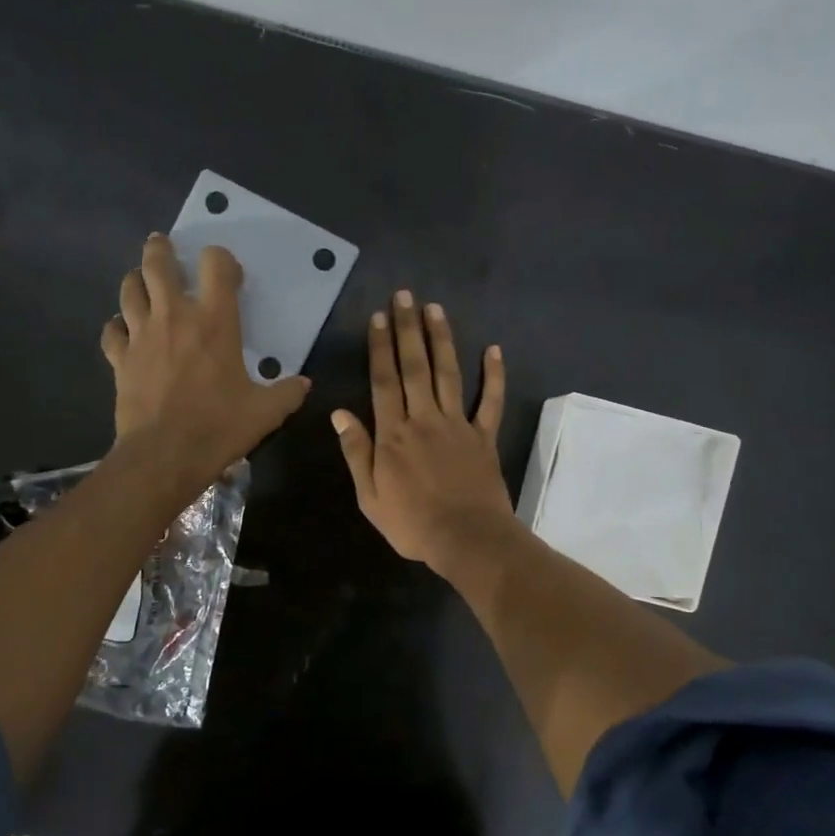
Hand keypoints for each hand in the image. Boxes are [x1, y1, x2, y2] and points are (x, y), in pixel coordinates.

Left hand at [101, 234, 309, 492]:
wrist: (164, 455)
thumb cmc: (219, 427)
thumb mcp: (266, 412)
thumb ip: (288, 393)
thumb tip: (304, 384)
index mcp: (215, 322)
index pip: (215, 264)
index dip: (221, 259)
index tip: (227, 273)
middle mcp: (175, 317)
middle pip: (158, 263)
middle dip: (161, 249)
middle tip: (163, 246)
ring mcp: (141, 335)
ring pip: (129, 289)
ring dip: (136, 280)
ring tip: (144, 282)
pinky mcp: (120, 359)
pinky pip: (111, 330)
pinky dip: (118, 326)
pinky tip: (125, 332)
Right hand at [332, 290, 512, 569]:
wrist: (466, 539)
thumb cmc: (412, 523)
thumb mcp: (370, 496)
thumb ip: (357, 452)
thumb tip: (340, 413)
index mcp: (393, 434)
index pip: (384, 381)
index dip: (380, 347)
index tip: (379, 317)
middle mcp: (424, 419)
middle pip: (414, 367)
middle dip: (408, 329)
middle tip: (405, 296)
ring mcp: (458, 425)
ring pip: (448, 374)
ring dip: (442, 340)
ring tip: (436, 309)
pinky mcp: (484, 437)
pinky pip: (490, 402)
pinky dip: (494, 376)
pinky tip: (494, 350)